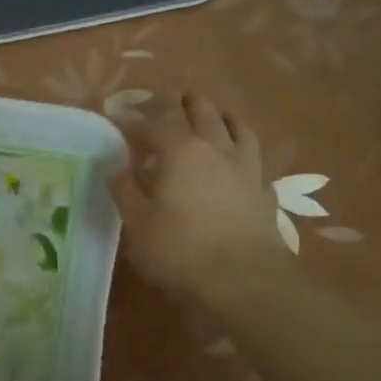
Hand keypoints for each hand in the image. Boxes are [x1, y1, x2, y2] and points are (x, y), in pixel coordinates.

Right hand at [110, 90, 288, 309]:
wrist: (245, 280)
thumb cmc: (181, 249)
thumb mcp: (138, 222)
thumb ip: (125, 189)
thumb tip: (115, 166)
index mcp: (181, 151)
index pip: (154, 123)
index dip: (134, 118)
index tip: (118, 116)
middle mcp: (216, 149)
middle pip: (201, 113)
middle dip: (183, 103)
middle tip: (172, 100)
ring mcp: (246, 168)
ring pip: (237, 128)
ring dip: (221, 116)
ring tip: (214, 115)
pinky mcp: (264, 191)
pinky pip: (255, 159)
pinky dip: (244, 152)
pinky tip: (240, 162)